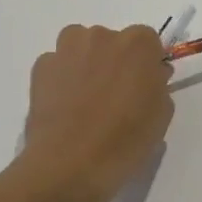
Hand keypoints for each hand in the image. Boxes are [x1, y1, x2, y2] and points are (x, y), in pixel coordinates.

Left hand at [16, 24, 174, 201]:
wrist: (70, 164)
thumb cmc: (127, 138)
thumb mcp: (161, 113)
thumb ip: (158, 85)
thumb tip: (149, 76)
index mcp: (138, 44)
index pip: (148, 40)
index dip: (147, 62)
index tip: (145, 84)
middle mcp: (101, 37)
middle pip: (112, 40)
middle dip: (116, 60)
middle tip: (117, 93)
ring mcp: (66, 50)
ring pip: (80, 46)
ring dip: (87, 61)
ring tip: (88, 95)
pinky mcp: (40, 69)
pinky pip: (57, 64)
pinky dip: (62, 77)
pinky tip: (66, 104)